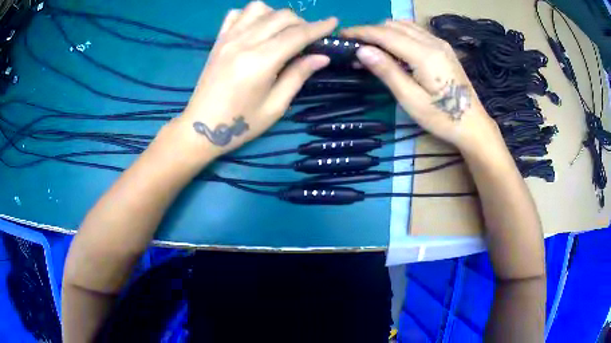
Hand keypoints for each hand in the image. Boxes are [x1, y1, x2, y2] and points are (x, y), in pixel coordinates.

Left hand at [176, 2, 336, 157]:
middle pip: (281, 16)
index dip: (319, 27)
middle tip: (309, 38)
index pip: (296, 34)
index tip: (334, 22)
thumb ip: (298, 76)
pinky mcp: (218, 40)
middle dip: (302, 22)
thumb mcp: (275, 106)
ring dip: (277, 15)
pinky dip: (253, 15)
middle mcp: (244, 42)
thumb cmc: (240, 124)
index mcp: (260, 61)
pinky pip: (237, 14)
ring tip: (282, 32)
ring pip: (259, 8)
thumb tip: (322, 57)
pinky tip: (257, 28)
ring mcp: (228, 38)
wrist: (201, 128)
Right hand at [342, 21, 502, 152]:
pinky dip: (398, 34)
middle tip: (355, 46)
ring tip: (372, 47)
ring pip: (404, 25)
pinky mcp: (443, 48)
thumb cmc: (442, 118)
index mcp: (424, 55)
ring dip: (384, 31)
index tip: (342, 35)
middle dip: (371, 31)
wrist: (473, 124)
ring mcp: (440, 43)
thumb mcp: (411, 100)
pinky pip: (415, 31)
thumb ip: (387, 71)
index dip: (361, 32)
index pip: (385, 34)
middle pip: (393, 25)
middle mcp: (432, 41)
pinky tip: (393, 48)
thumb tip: (362, 50)